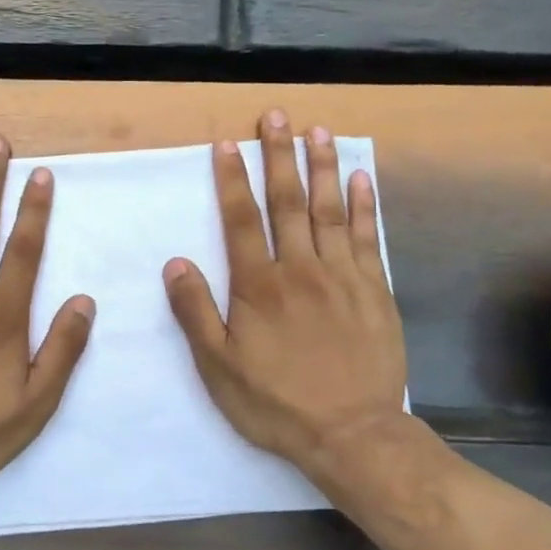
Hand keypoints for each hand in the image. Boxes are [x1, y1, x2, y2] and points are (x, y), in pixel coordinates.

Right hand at [163, 109, 410, 496]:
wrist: (351, 433)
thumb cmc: (275, 402)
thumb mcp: (218, 367)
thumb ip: (195, 312)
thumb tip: (176, 262)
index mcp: (258, 287)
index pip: (241, 220)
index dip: (232, 180)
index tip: (227, 144)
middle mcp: (300, 269)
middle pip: (288, 202)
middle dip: (279, 156)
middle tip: (275, 116)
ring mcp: (342, 276)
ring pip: (329, 210)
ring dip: (321, 167)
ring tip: (317, 131)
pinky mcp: (374, 290)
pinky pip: (366, 238)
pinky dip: (363, 205)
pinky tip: (360, 179)